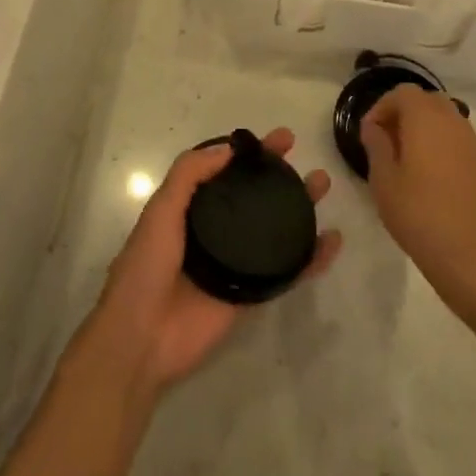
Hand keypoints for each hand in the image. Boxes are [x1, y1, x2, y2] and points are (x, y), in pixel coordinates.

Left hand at [88, 128, 340, 394]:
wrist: (143, 336)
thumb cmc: (147, 266)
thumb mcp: (161, 210)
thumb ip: (190, 175)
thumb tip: (229, 149)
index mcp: (190, 208)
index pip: (226, 171)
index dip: (250, 154)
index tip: (278, 139)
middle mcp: (215, 231)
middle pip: (254, 196)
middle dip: (278, 175)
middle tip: (304, 158)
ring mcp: (236, 262)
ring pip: (274, 228)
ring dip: (299, 207)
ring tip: (323, 185)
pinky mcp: (252, 294)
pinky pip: (287, 271)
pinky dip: (311, 257)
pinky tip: (332, 241)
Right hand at [361, 86, 475, 300]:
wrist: (472, 256)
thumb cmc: (419, 215)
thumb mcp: (383, 181)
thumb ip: (376, 145)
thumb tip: (374, 127)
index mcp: (425, 119)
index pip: (402, 93)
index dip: (382, 107)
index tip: (370, 133)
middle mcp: (453, 122)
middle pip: (427, 100)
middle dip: (404, 113)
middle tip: (388, 142)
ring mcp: (473, 143)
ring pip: (446, 118)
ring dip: (425, 128)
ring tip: (409, 160)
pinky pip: (459, 140)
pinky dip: (443, 145)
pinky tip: (433, 177)